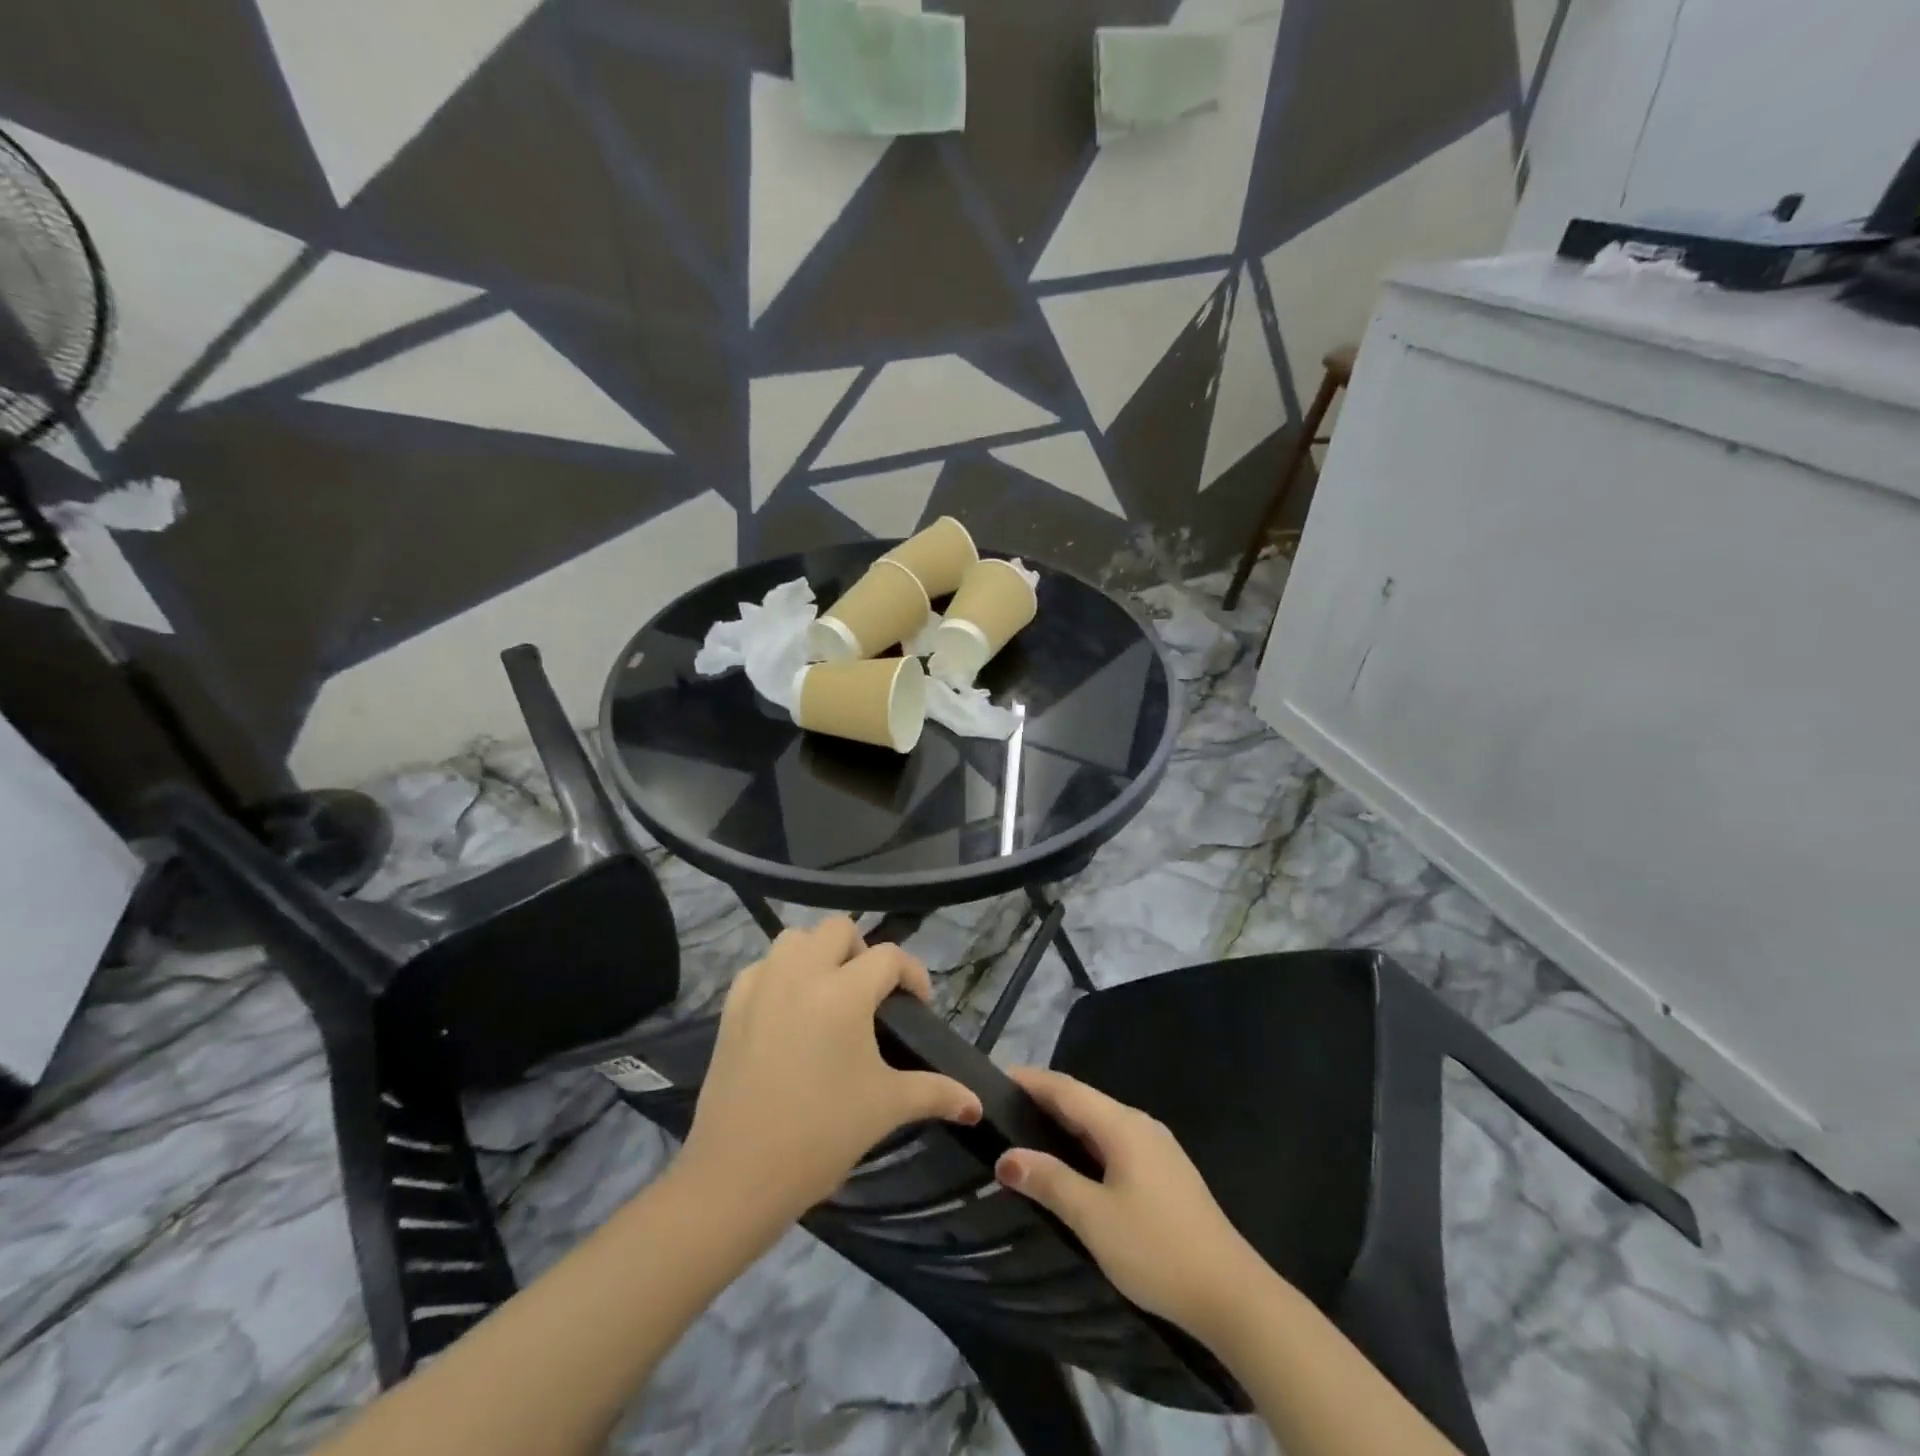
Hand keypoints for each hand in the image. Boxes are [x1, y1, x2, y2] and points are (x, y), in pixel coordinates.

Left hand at [678, 917, 982, 1225]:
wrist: (738, 1176)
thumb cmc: (822, 1136)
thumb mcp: (887, 1108)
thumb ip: (937, 1093)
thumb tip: (975, 1105)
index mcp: (845, 992)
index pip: (890, 957)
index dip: (913, 975)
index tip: (919, 1005)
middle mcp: (802, 973)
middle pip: (839, 929)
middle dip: (863, 953)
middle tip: (871, 994)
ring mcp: (762, 985)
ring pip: (795, 938)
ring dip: (818, 954)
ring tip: (829, 994)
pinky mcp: (732, 1006)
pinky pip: (762, 966)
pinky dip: (781, 974)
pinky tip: (789, 1011)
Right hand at [995, 1067, 1269, 1339]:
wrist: (1232, 1295)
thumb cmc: (1157, 1249)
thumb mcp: (1094, 1218)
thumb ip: (1049, 1181)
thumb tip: (1006, 1157)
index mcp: (1122, 1124)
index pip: (1066, 1088)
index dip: (1030, 1080)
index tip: (995, 1078)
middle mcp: (1140, 1124)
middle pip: (1083, 1101)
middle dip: (1043, 1101)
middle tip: (1001, 1110)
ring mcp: (1157, 1148)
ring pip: (1100, 1123)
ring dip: (1064, 1124)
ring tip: (1027, 1134)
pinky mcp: (1165, 1173)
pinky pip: (1114, 1143)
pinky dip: (1084, 1144)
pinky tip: (1071, 1165)